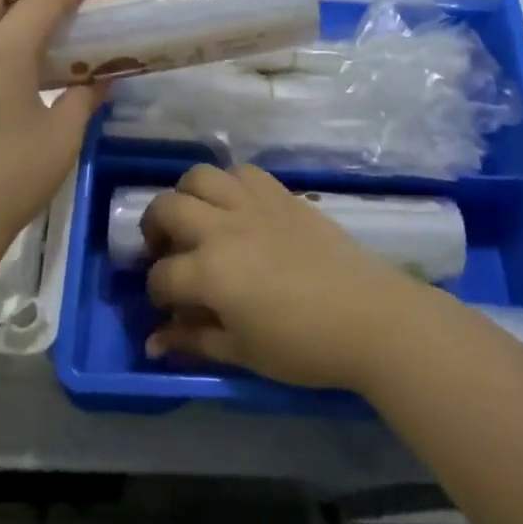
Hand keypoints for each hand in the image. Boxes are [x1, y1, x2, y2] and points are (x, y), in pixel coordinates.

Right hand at [141, 164, 426, 389]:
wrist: (369, 317)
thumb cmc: (303, 345)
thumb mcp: (242, 352)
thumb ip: (193, 341)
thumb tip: (153, 341)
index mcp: (210, 272)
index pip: (161, 275)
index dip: (156, 293)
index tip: (167, 308)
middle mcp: (222, 227)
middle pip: (166, 208)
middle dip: (153, 229)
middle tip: (164, 250)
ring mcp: (252, 203)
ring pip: (199, 176)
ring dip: (187, 195)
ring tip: (196, 218)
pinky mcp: (280, 193)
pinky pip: (242, 171)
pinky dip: (228, 184)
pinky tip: (235, 207)